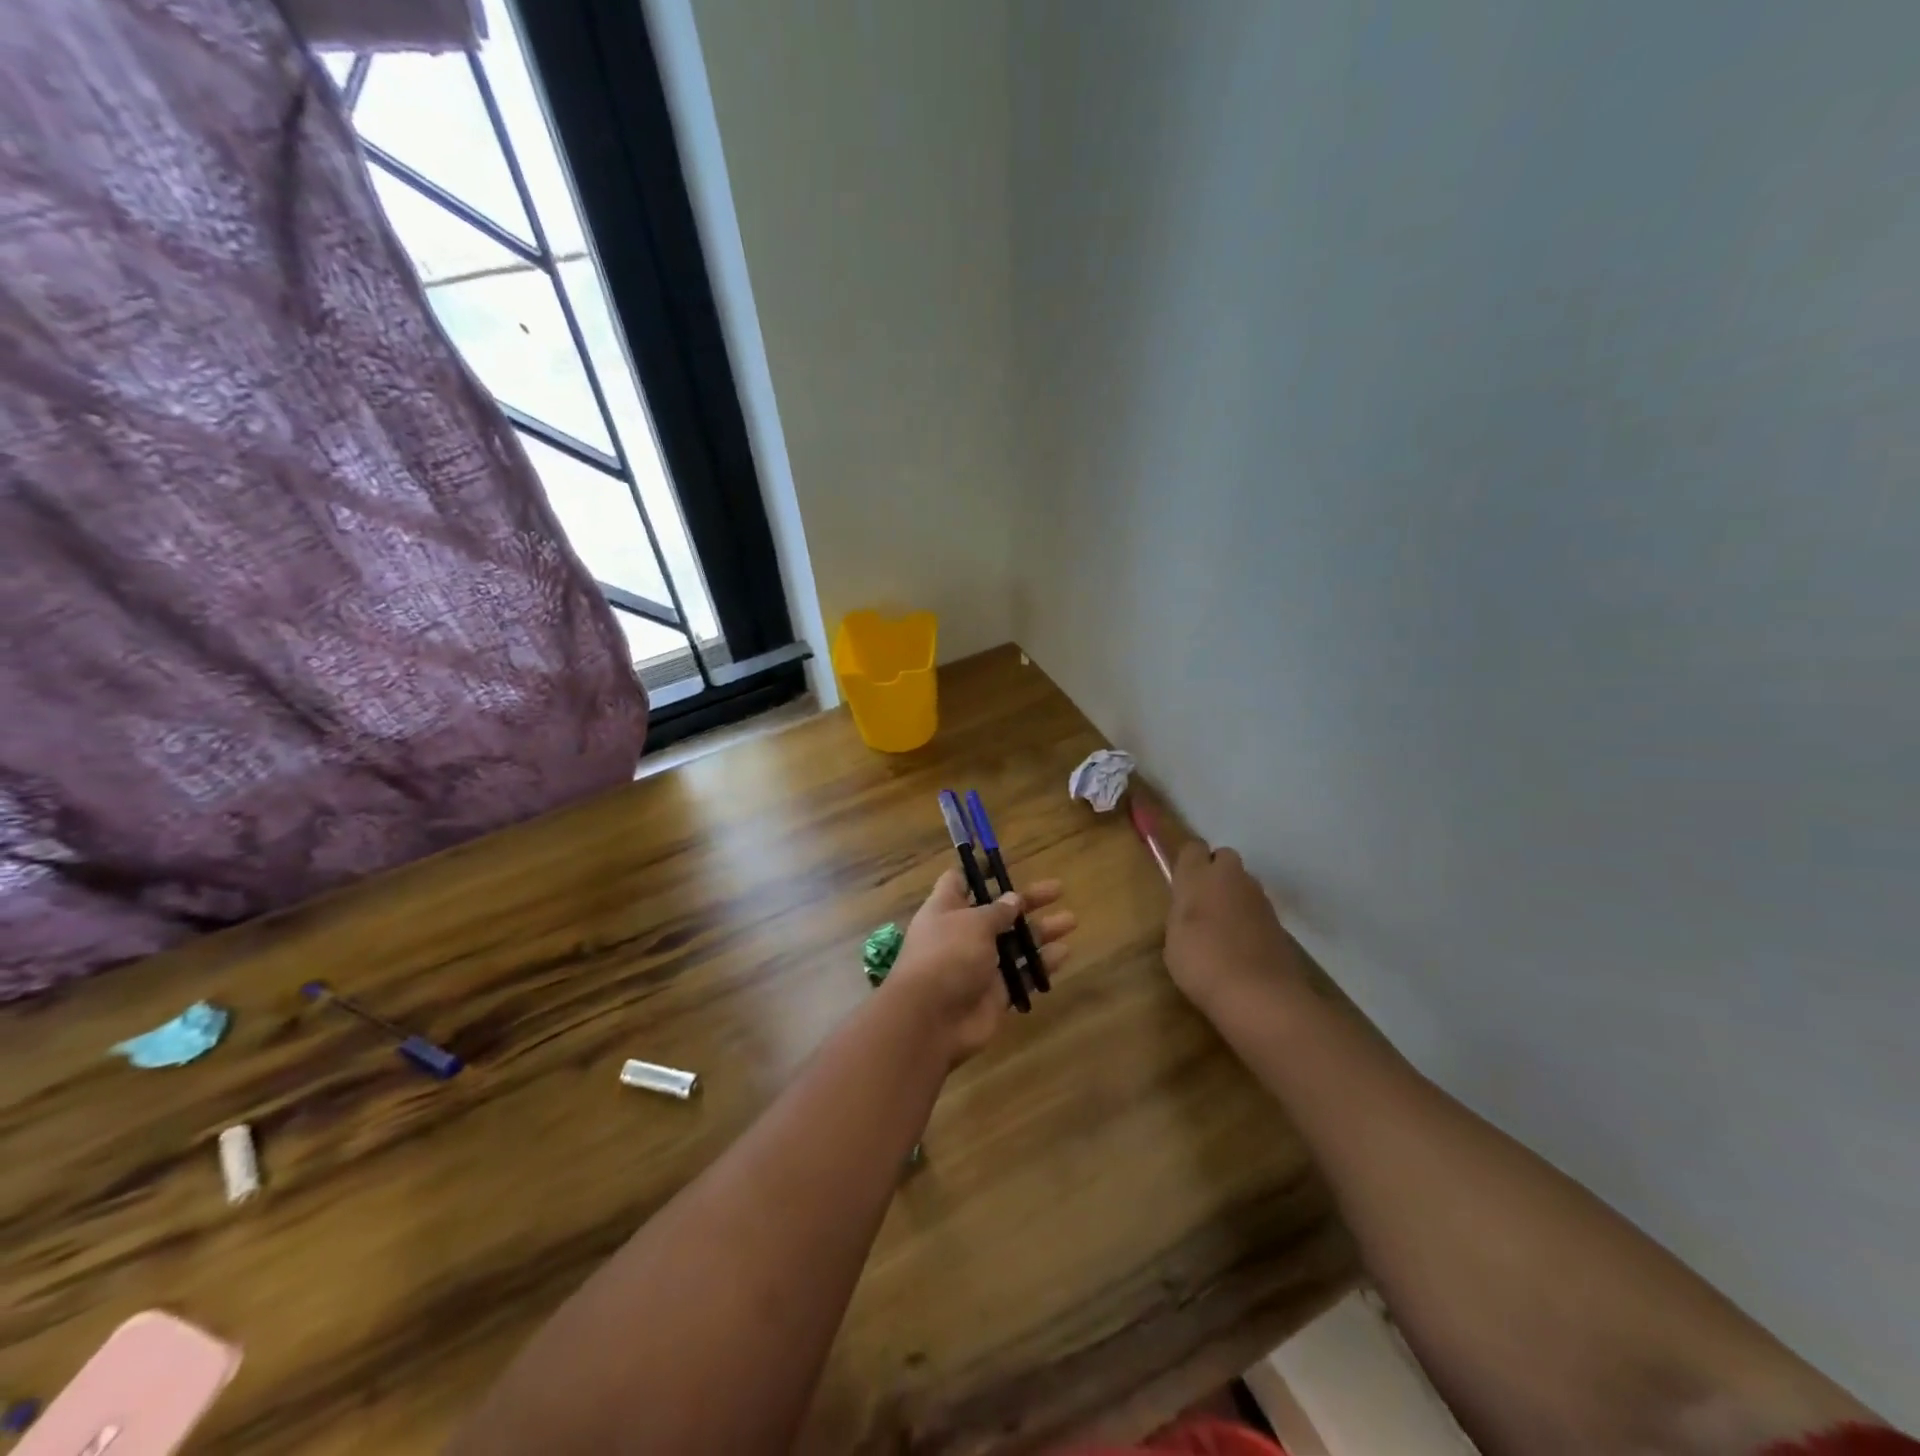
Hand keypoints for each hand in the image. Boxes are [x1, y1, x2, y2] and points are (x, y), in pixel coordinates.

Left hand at [886, 869, 1074, 1062]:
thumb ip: (997, 911)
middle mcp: (962, 934)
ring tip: (1070, 920)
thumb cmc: (947, 956)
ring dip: (1040, 932)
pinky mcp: (994, 994)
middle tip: (1057, 889)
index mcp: (946, 909)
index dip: (980, 872)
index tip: (1004, 864)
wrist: (931, 1020)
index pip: (959, 882)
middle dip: (1026, 901)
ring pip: (1014, 944)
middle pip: (997, 912)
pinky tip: (1064, 953)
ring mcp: (979, 965)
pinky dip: (1041, 965)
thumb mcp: (973, 923)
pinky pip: (1022, 975)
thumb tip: (1013, 899)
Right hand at [1165, 840, 1309, 1011]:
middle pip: (1223, 858)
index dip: (1188, 862)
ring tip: (1221, 928)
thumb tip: (1189, 907)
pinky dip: (1248, 920)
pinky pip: (1256, 909)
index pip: (1193, 848)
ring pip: (1243, 883)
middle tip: (1201, 902)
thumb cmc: (1202, 962)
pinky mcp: (1278, 921)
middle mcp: (1231, 878)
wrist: (1259, 994)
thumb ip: (1181, 913)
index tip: (1180, 883)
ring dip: (1233, 896)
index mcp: (1199, 876)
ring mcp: (1259, 898)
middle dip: (1214, 872)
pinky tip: (1240, 946)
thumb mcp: (1174, 938)